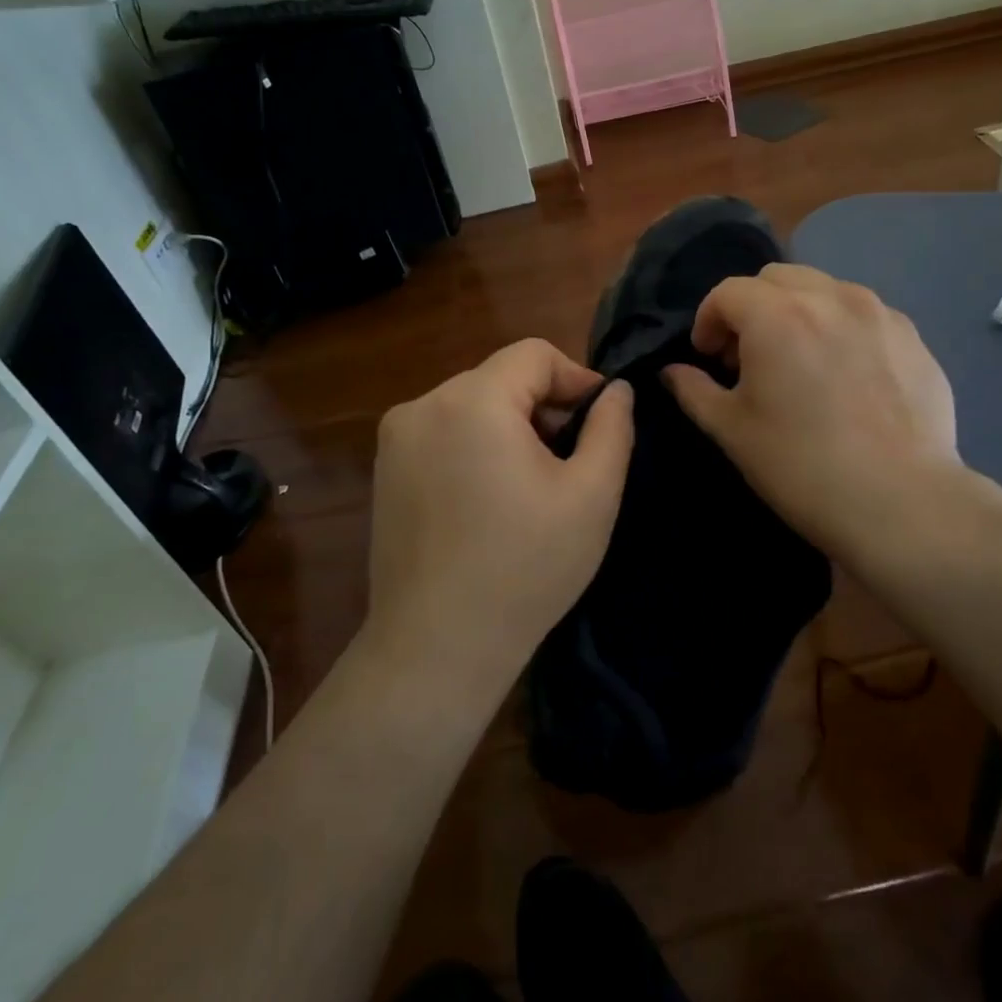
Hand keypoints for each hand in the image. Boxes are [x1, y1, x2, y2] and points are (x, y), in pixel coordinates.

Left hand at [364, 339, 633, 695]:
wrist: (437, 647)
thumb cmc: (525, 568)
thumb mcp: (591, 496)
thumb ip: (612, 428)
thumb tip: (617, 390)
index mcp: (473, 400)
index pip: (535, 355)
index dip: (576, 380)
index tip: (600, 423)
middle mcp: (424, 404)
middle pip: (502, 378)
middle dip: (544, 407)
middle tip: (571, 461)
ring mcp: (396, 438)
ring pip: (473, 404)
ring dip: (511, 427)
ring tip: (533, 484)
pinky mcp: (385, 469)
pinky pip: (444, 432)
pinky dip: (476, 446)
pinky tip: (491, 499)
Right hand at [662, 264, 971, 573]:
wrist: (901, 503)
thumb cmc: (801, 467)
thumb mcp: (732, 431)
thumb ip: (694, 390)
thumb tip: (673, 371)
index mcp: (777, 315)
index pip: (728, 292)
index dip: (708, 320)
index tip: (709, 357)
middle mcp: (830, 297)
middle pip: (776, 278)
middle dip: (752, 307)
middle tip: (750, 355)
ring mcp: (879, 313)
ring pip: (824, 288)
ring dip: (798, 311)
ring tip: (800, 360)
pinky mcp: (913, 337)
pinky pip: (864, 313)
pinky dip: (841, 327)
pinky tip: (846, 375)